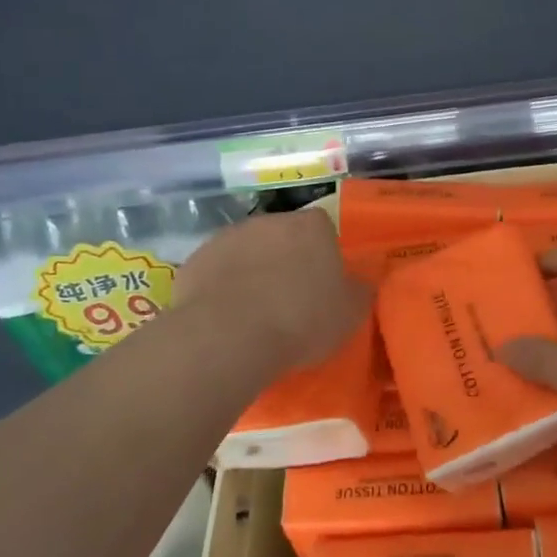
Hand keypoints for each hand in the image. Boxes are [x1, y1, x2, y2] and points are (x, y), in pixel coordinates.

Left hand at [171, 209, 370, 378]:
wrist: (228, 336)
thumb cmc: (300, 320)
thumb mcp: (349, 313)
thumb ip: (359, 291)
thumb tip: (361, 281)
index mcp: (311, 226)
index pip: (323, 228)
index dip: (323, 254)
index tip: (322, 284)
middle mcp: (269, 220)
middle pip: (283, 236)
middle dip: (286, 260)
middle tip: (290, 299)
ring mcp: (228, 237)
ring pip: (248, 251)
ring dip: (252, 271)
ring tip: (255, 313)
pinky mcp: (195, 260)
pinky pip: (217, 271)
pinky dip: (222, 287)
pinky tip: (226, 318)